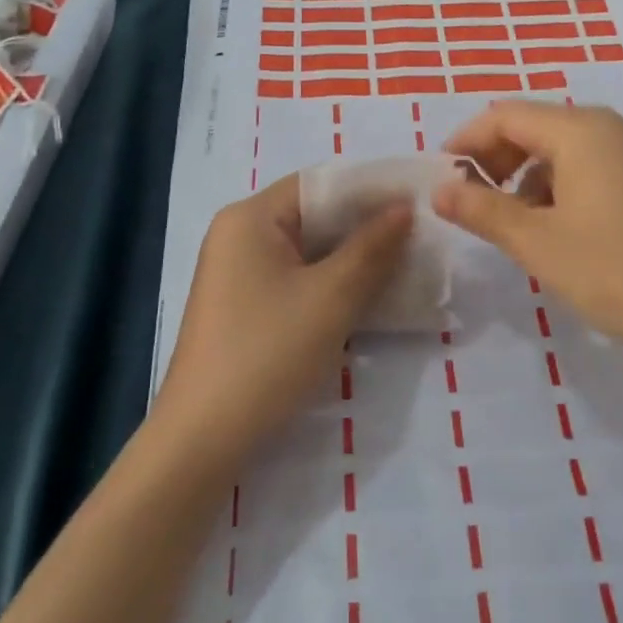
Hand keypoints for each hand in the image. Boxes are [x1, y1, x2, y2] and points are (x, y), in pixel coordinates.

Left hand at [152, 174, 411, 462]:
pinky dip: (331, 281)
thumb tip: (404, 207)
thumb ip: (372, 246)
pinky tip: (367, 295)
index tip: (416, 199)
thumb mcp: (331, 297)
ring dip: (352, 256)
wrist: (203, 440)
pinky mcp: (244, 306)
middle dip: (365, 225)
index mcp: (250, 217)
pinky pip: (296, 278)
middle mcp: (239, 235)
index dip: (369, 189)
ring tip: (404, 263)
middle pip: (313, 214)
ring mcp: (238, 273)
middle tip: (418, 234)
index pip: (319, 182)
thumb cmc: (268, 353)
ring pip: (307, 250)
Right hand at [433, 101, 622, 353]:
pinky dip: (560, 185)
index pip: (505, 116)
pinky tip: (561, 228)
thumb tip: (438, 190)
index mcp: (579, 130)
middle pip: (535, 126)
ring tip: (516, 222)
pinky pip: (591, 166)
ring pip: (563, 148)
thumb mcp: (538, 243)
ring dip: (527, 175)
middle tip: (474, 199)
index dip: (467, 140)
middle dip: (496, 158)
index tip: (441, 175)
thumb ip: (482, 211)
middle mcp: (609, 128)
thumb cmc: (618, 269)